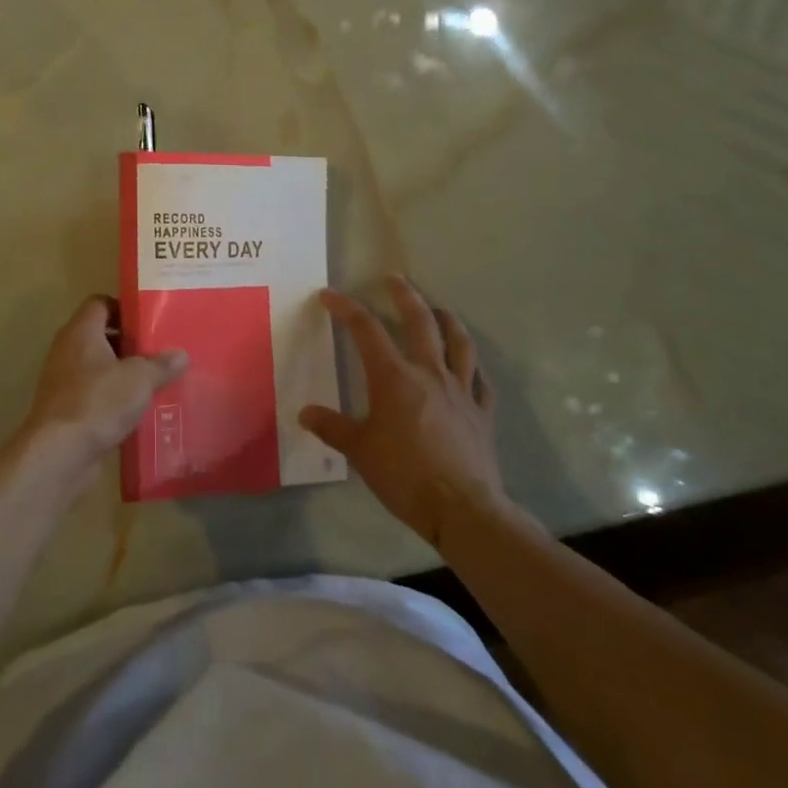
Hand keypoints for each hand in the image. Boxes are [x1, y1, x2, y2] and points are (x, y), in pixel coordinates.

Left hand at [15, 296, 187, 498]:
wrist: (59, 453)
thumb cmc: (99, 401)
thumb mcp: (140, 379)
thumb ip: (162, 364)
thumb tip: (181, 354)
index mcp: (82, 331)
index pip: (100, 303)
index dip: (125, 308)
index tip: (150, 321)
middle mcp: (68, 350)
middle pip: (100, 335)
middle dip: (129, 343)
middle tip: (159, 351)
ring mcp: (63, 380)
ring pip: (98, 367)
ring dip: (123, 373)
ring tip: (155, 381)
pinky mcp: (65, 408)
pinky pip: (94, 393)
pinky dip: (113, 398)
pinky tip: (137, 411)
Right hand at [299, 276, 509, 547]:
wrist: (463, 508)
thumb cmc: (404, 475)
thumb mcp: (359, 451)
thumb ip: (333, 427)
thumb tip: (305, 412)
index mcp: (394, 377)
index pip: (366, 330)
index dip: (346, 308)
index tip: (329, 295)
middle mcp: (429, 373)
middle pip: (420, 321)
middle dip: (405, 295)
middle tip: (394, 278)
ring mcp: (461, 390)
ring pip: (459, 342)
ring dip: (448, 319)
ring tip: (439, 308)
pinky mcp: (482, 412)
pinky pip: (481, 381)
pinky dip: (472, 367)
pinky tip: (468, 367)